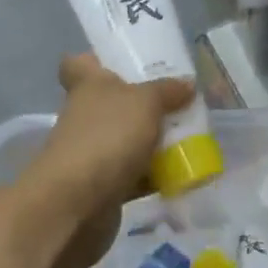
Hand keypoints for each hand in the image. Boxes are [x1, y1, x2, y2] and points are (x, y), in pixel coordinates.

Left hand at [17, 54, 194, 267]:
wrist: (74, 207)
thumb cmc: (106, 138)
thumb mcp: (146, 103)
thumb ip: (168, 91)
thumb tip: (188, 84)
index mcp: (89, 86)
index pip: (79, 63)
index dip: (97, 59)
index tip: (125, 63)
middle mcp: (86, 116)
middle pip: (113, 103)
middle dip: (144, 104)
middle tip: (180, 102)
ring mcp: (92, 153)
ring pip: (126, 140)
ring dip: (153, 142)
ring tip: (193, 138)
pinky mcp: (102, 188)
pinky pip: (134, 176)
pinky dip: (155, 176)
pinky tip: (183, 174)